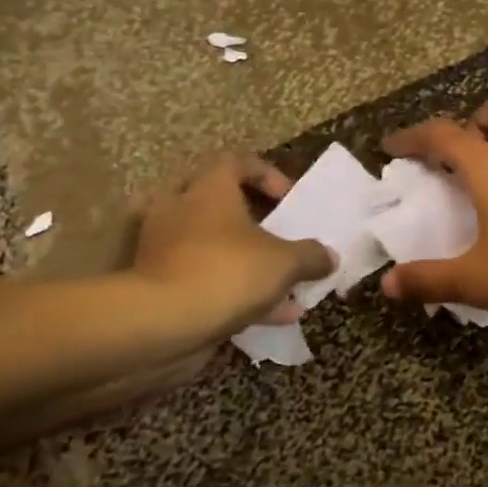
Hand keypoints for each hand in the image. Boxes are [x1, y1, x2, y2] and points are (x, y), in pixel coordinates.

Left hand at [132, 154, 335, 344]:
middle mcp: (179, 211)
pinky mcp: (156, 285)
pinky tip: (271, 318)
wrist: (161, 323)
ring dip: (245, 263)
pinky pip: (202, 280)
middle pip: (214, 201)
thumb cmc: (227, 272)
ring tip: (283, 287)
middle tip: (273, 235)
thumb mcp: (285, 262)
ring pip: (209, 246)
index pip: (235, 163)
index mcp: (208, 190)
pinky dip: (234, 294)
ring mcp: (162, 249)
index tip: (288, 199)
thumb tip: (330, 257)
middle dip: (248, 219)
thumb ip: (311, 256)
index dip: (266, 175)